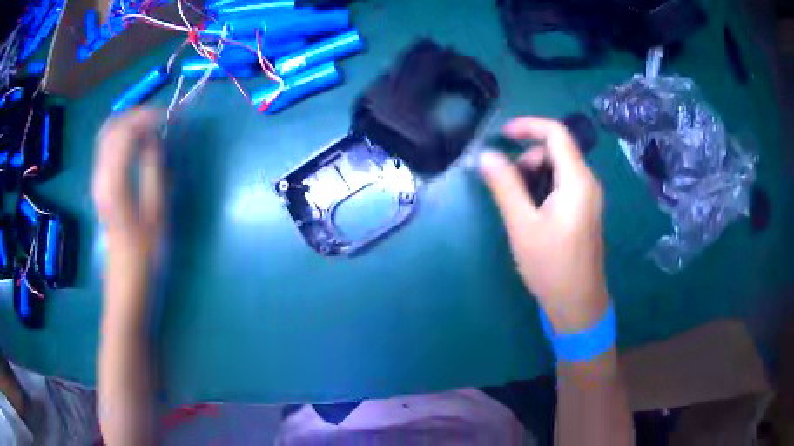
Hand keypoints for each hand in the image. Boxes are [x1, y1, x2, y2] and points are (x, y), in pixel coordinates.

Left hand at [92, 109, 164, 285]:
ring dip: (127, 123)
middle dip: (134, 115)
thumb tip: (154, 138)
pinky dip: (121, 136)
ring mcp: (96, 183)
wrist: (126, 284)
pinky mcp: (99, 187)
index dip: (145, 118)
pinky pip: (106, 149)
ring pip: (105, 136)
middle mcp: (100, 179)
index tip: (168, 116)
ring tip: (150, 125)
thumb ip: (154, 171)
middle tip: (158, 117)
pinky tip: (136, 142)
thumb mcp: (157, 215)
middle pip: (110, 129)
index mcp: (114, 186)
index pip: (124, 133)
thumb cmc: (146, 256)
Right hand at [479, 117, 608, 333]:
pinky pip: (564, 185)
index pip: (557, 133)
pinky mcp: (585, 212)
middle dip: (529, 159)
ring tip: (519, 205)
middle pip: (557, 151)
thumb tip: (485, 155)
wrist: (578, 304)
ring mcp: (589, 198)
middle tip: (509, 187)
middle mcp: (588, 183)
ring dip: (534, 175)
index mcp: (577, 181)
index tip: (503, 135)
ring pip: (559, 169)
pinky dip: (544, 188)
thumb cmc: (551, 266)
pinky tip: (532, 213)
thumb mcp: (522, 225)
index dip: (528, 126)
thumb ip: (505, 186)